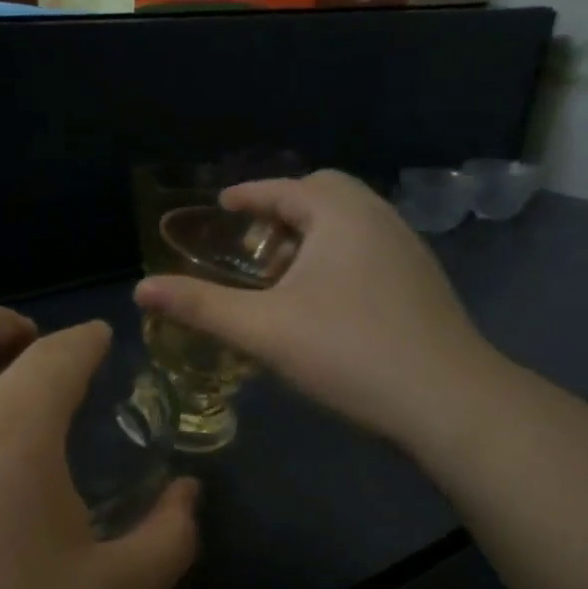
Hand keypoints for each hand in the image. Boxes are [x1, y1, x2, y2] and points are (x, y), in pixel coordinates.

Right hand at [135, 170, 500, 450]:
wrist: (447, 400)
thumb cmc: (348, 351)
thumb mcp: (262, 328)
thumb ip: (200, 306)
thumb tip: (141, 290)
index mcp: (340, 214)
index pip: (285, 188)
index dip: (247, 195)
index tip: (221, 205)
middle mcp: (379, 218)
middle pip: (324, 196)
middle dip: (283, 212)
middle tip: (251, 243)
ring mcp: (407, 251)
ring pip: (349, 226)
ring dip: (311, 238)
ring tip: (279, 276)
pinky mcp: (421, 284)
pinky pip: (367, 252)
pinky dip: (335, 260)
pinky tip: (321, 303)